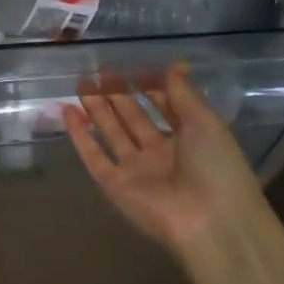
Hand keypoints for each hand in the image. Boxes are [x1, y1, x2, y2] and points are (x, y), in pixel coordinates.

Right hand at [63, 63, 273, 262]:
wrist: (210, 220)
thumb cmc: (216, 166)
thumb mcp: (204, 121)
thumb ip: (183, 92)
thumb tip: (175, 63)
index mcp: (189, 139)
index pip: (165, 108)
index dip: (151, 88)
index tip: (135, 68)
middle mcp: (160, 153)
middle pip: (134, 119)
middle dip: (118, 95)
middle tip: (100, 72)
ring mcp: (136, 170)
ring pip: (112, 134)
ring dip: (97, 109)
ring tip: (82, 84)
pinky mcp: (114, 185)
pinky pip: (94, 156)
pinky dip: (79, 136)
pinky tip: (68, 111)